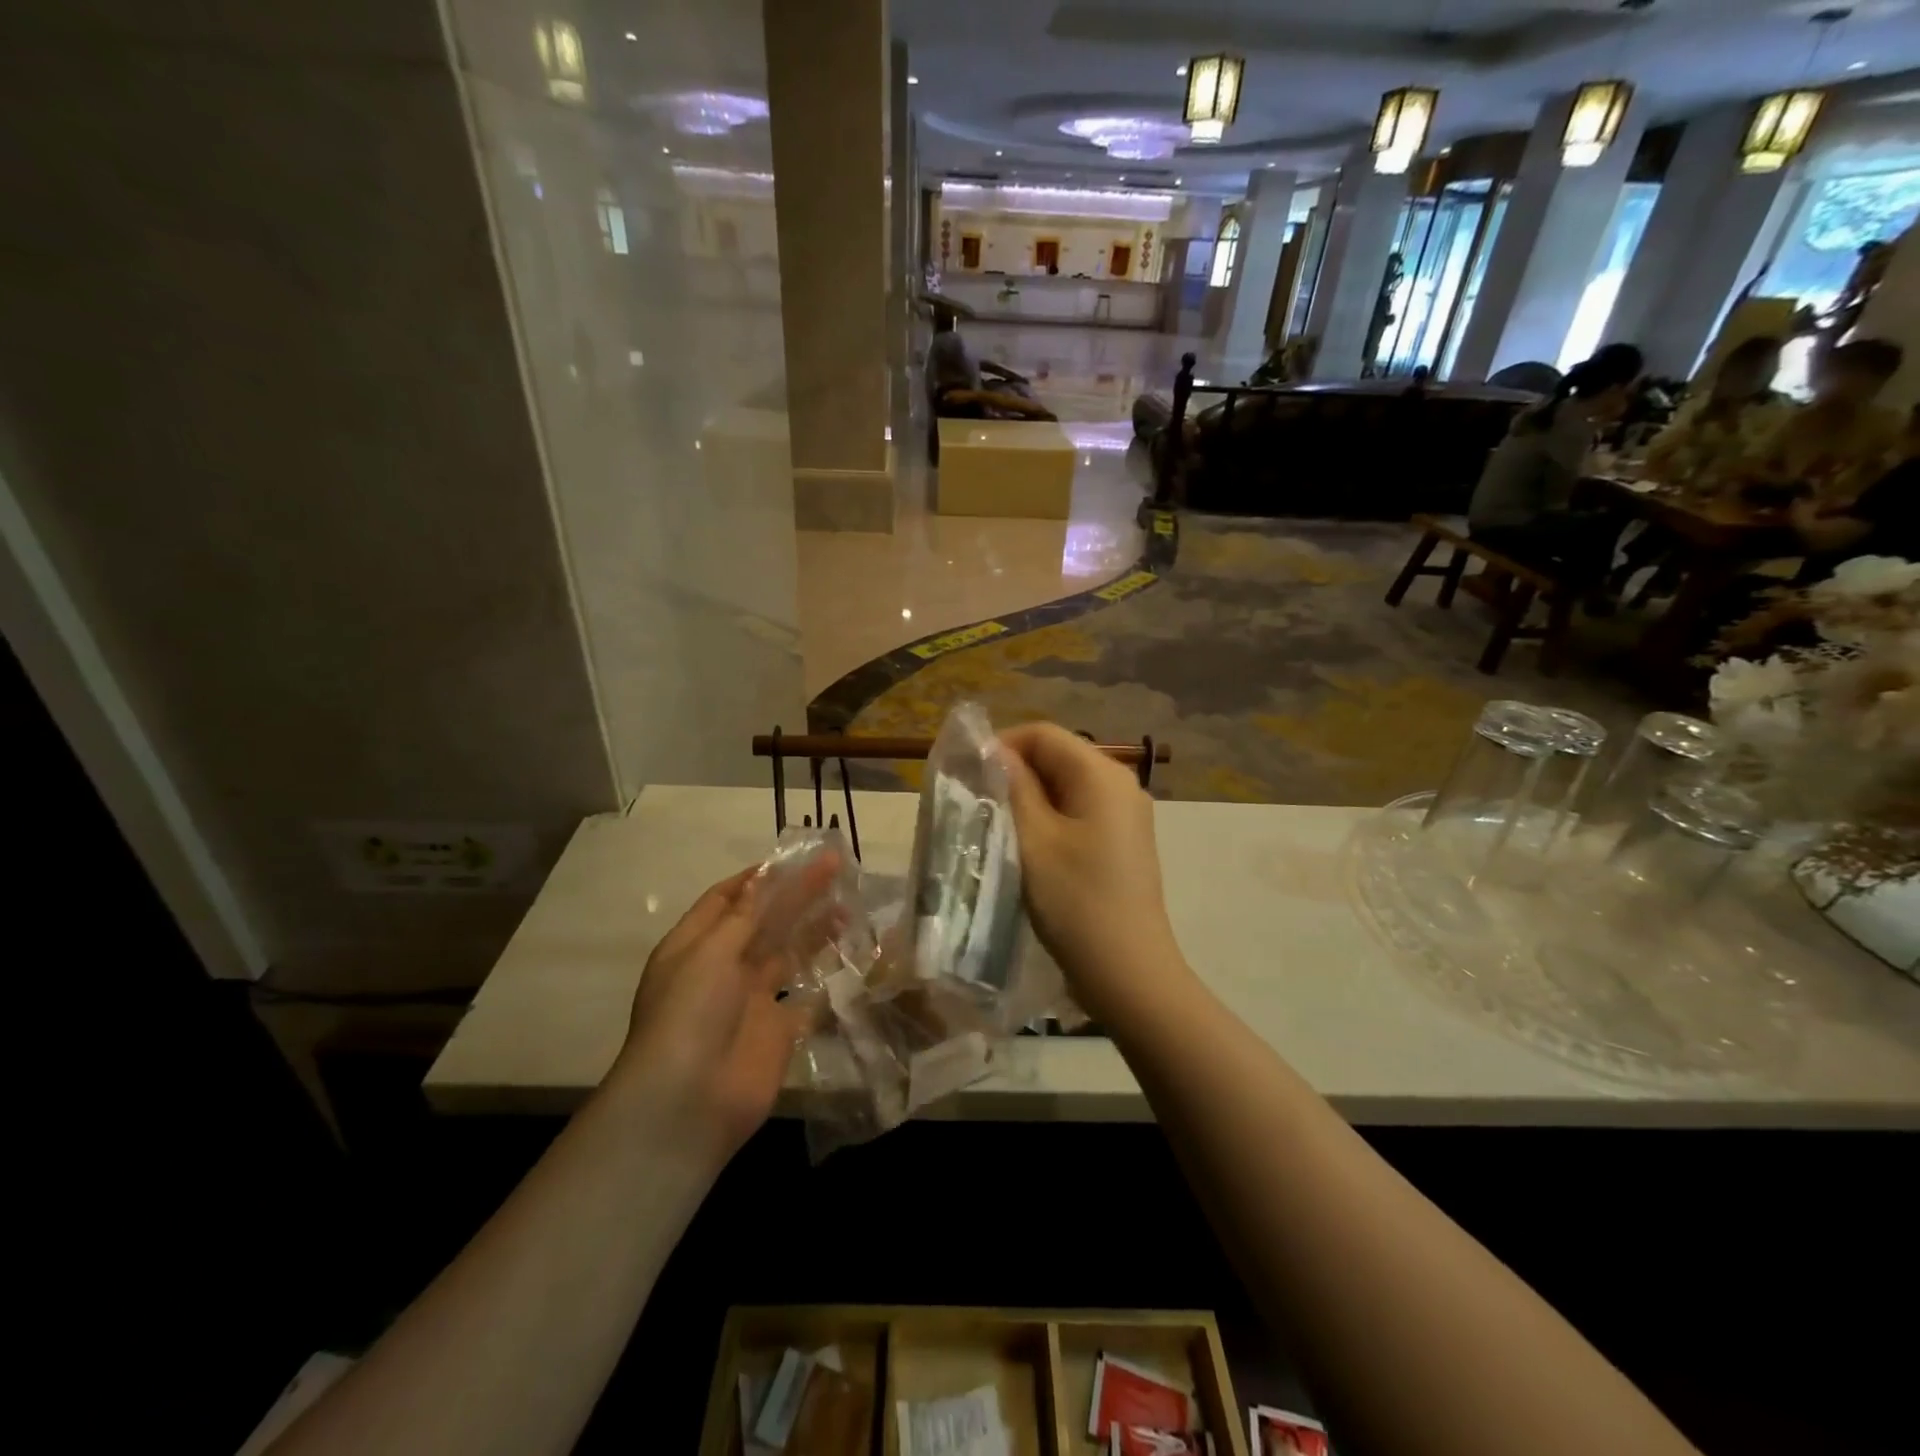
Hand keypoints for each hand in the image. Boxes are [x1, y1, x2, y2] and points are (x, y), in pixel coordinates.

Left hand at [612, 856, 839, 1160]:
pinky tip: (853, 955)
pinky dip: (827, 976)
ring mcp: (752, 1000)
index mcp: (695, 945)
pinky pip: (807, 995)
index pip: (726, 899)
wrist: (689, 1102)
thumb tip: (764, 876)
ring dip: (815, 929)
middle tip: (836, 868)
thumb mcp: (711, 952)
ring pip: (788, 954)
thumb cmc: (690, 1013)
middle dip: (796, 895)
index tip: (794, 859)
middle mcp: (723, 967)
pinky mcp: (779, 1029)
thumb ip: (745, 915)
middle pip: (764, 921)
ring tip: (848, 906)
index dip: (759, 878)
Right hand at [999, 723, 1193, 1025]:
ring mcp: (1126, 814)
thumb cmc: (1075, 901)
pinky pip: (1079, 811)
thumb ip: (1013, 785)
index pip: (1043, 734)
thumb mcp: (1033, 839)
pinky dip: (1049, 817)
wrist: (1128, 972)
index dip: (1001, 745)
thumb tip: (993, 751)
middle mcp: (1120, 783)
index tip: (968, 775)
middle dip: (1014, 772)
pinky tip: (1028, 845)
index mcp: (1101, 774)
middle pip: (1057, 756)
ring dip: (1029, 797)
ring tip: (996, 824)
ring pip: (1066, 785)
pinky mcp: (1123, 841)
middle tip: (976, 802)